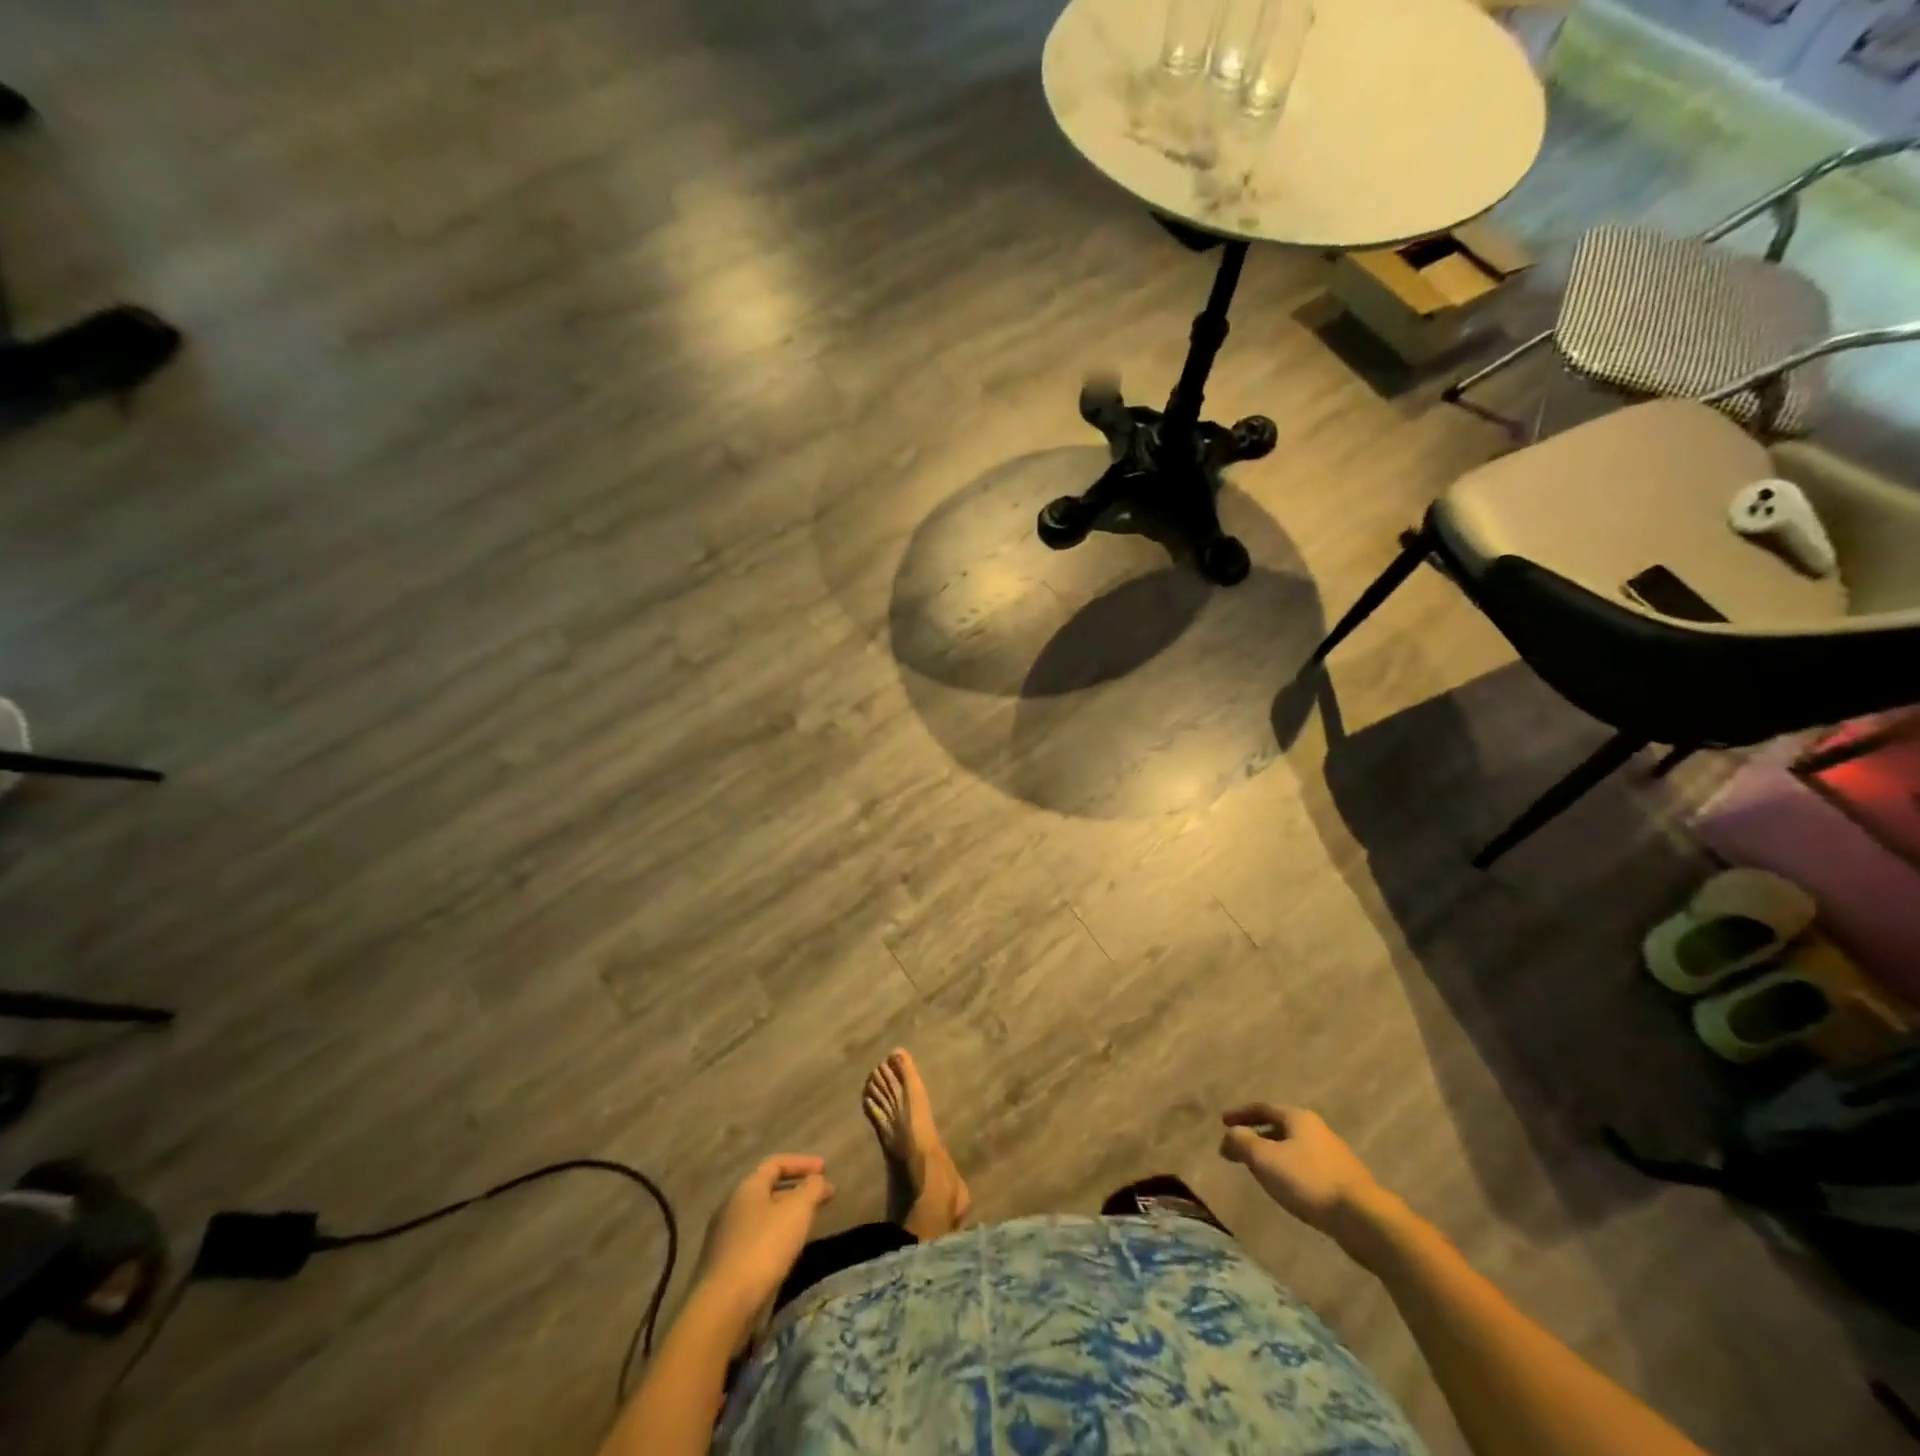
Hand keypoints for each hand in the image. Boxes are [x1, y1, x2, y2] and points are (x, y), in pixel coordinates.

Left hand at [699, 1155, 834, 1318]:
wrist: (723, 1306)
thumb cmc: (764, 1247)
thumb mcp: (797, 1211)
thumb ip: (811, 1189)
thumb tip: (817, 1179)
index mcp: (747, 1187)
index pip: (776, 1163)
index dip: (802, 1163)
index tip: (825, 1169)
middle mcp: (731, 1206)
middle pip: (768, 1190)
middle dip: (797, 1191)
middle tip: (822, 1197)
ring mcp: (724, 1237)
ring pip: (762, 1216)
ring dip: (786, 1215)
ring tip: (808, 1224)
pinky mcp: (723, 1265)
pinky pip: (755, 1239)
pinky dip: (774, 1236)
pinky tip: (786, 1251)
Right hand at [1219, 1104, 1389, 1239]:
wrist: (1363, 1218)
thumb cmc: (1308, 1180)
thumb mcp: (1265, 1159)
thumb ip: (1242, 1142)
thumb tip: (1229, 1134)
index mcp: (1297, 1118)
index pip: (1262, 1108)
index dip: (1240, 1114)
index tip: (1222, 1122)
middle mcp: (1316, 1130)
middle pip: (1279, 1127)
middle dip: (1256, 1136)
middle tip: (1237, 1149)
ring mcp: (1332, 1155)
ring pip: (1293, 1148)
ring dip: (1272, 1155)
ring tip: (1258, 1170)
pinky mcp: (1342, 1180)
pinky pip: (1305, 1167)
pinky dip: (1288, 1170)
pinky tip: (1285, 1188)